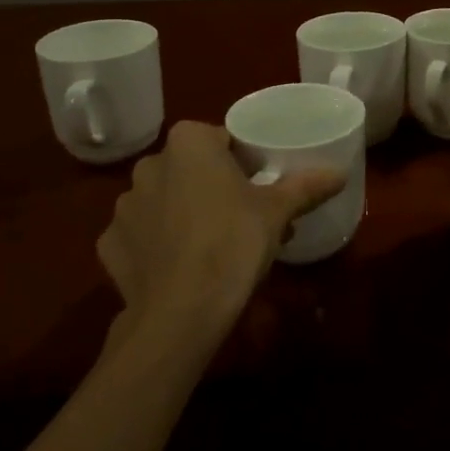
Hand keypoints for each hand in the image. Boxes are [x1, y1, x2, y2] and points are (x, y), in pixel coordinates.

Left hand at [95, 122, 343, 345]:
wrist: (181, 312)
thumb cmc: (233, 243)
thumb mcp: (278, 212)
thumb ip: (307, 186)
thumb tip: (341, 173)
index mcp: (189, 144)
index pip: (220, 138)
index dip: (242, 159)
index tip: (259, 183)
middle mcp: (149, 165)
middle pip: (190, 168)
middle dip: (212, 185)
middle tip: (242, 214)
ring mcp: (123, 206)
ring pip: (163, 200)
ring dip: (183, 213)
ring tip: (212, 245)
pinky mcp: (108, 245)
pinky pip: (141, 235)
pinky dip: (158, 244)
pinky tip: (180, 266)